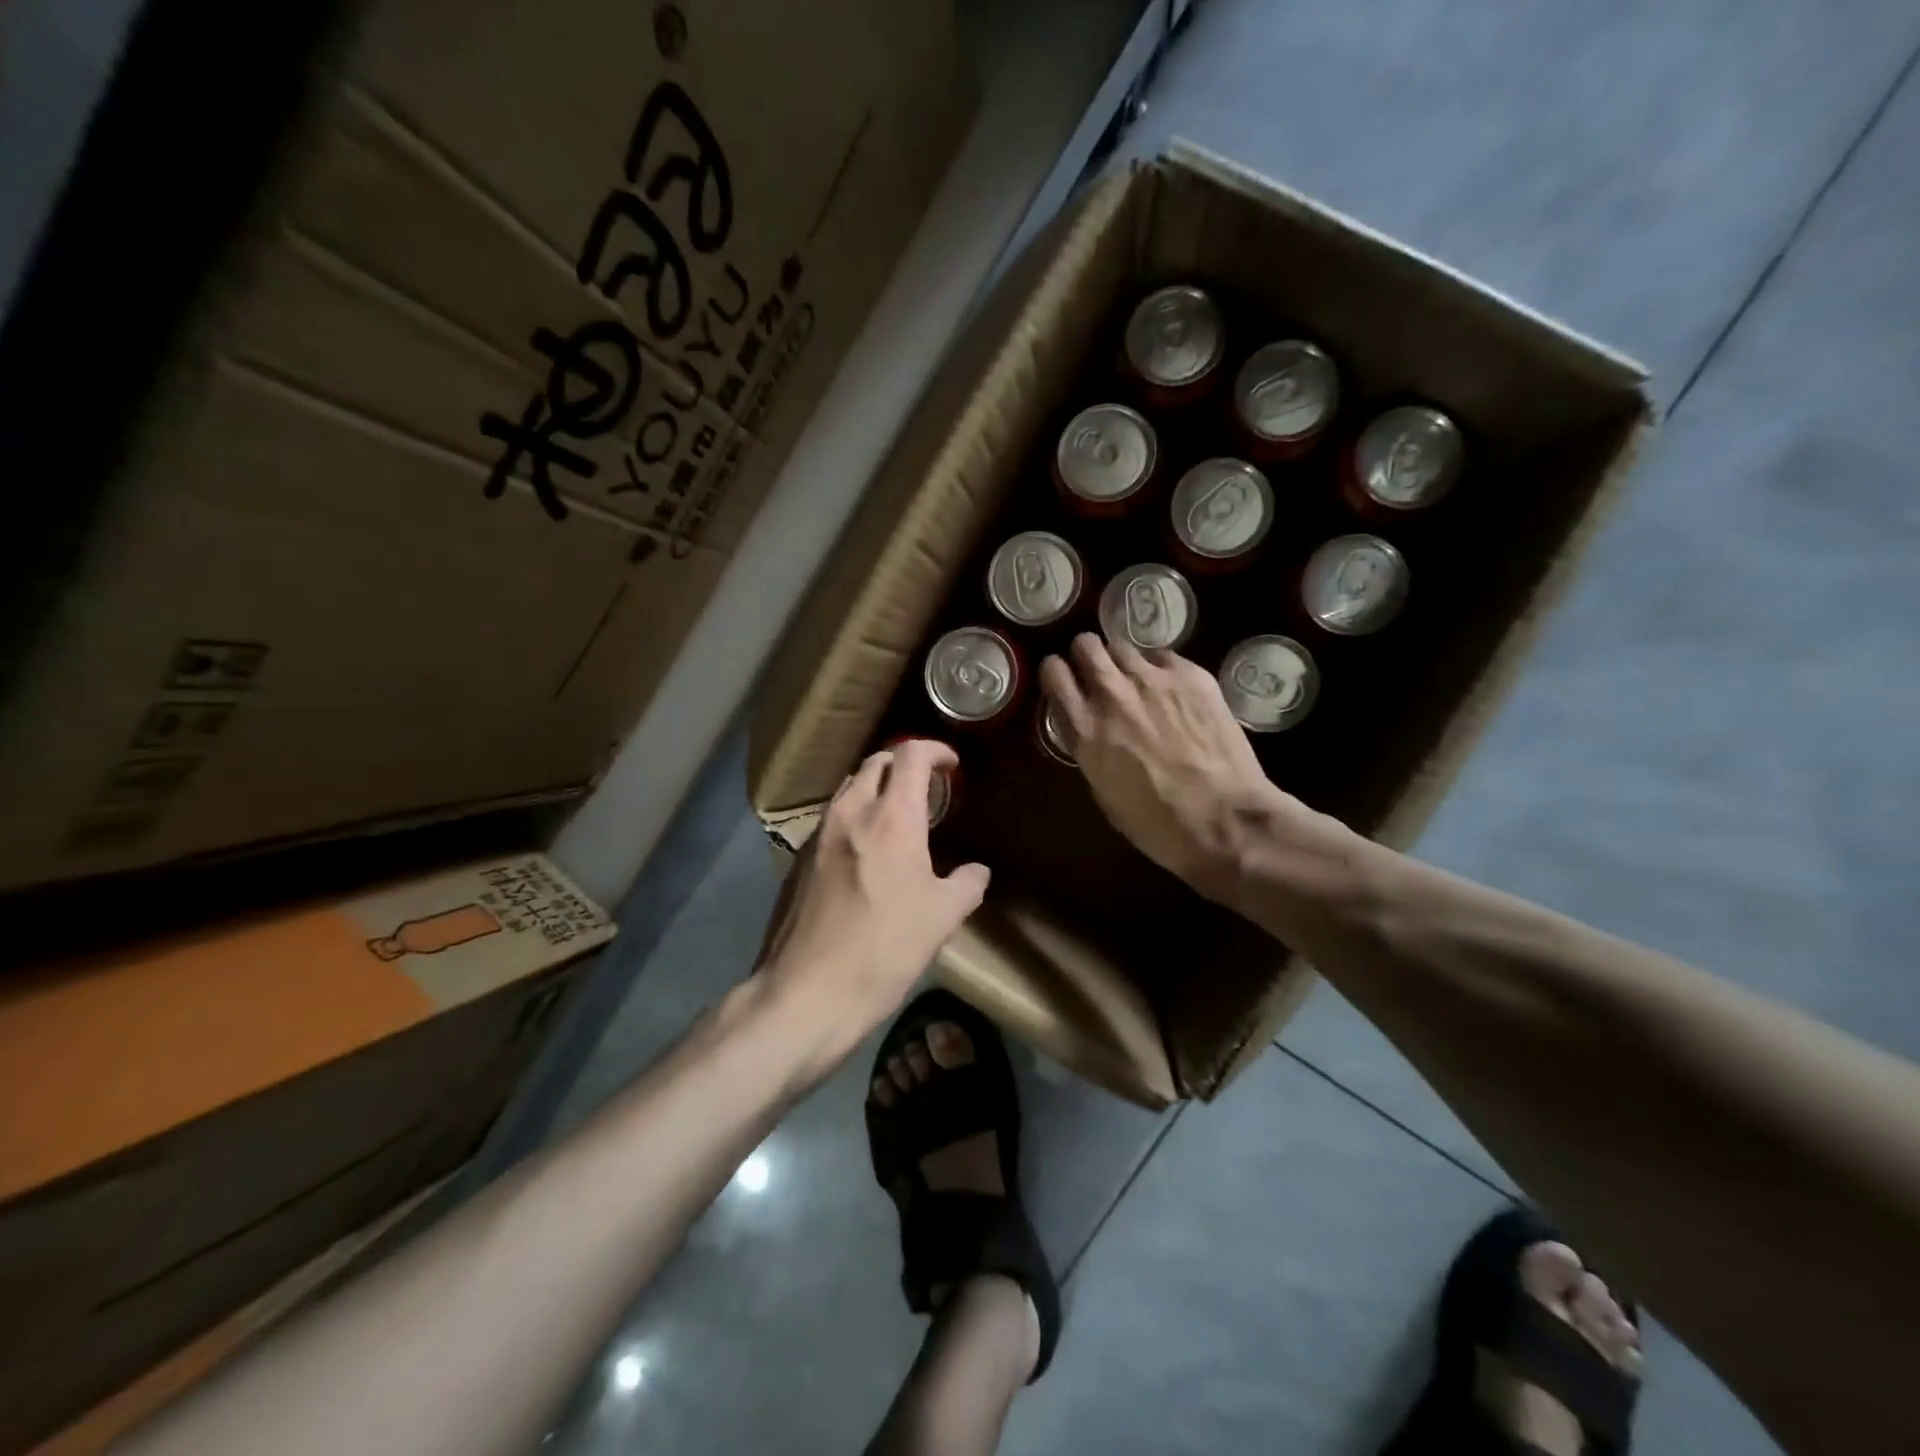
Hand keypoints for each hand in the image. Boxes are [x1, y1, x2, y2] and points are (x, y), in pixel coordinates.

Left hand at [755, 738, 989, 1069]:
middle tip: (926, 787)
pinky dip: (854, 817)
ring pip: (848, 789)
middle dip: (903, 764)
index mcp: (891, 818)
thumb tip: (976, 872)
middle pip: (875, 763)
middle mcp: (850, 813)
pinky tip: (864, 853)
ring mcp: (818, 835)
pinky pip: (831, 820)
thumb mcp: (941, 919)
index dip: (934, 750)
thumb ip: (966, 885)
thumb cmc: (883, 949)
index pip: (910, 754)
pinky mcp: (798, 861)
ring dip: (875, 789)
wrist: (806, 993)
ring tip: (896, 816)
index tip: (951, 765)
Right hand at [1039, 634, 1332, 902]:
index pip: (1054, 673)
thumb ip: (1091, 750)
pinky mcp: (1192, 676)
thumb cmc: (1158, 824)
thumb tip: (1093, 732)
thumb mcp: (1104, 793)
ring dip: (1123, 662)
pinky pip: (1164, 657)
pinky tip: (1173, 691)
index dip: (1057, 674)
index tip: (1065, 682)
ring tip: (1137, 682)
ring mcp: (1153, 680)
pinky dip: (1161, 669)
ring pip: (1123, 645)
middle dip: (1087, 655)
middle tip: (1098, 674)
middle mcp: (1113, 694)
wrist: (1224, 820)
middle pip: (1085, 644)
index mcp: (1086, 729)